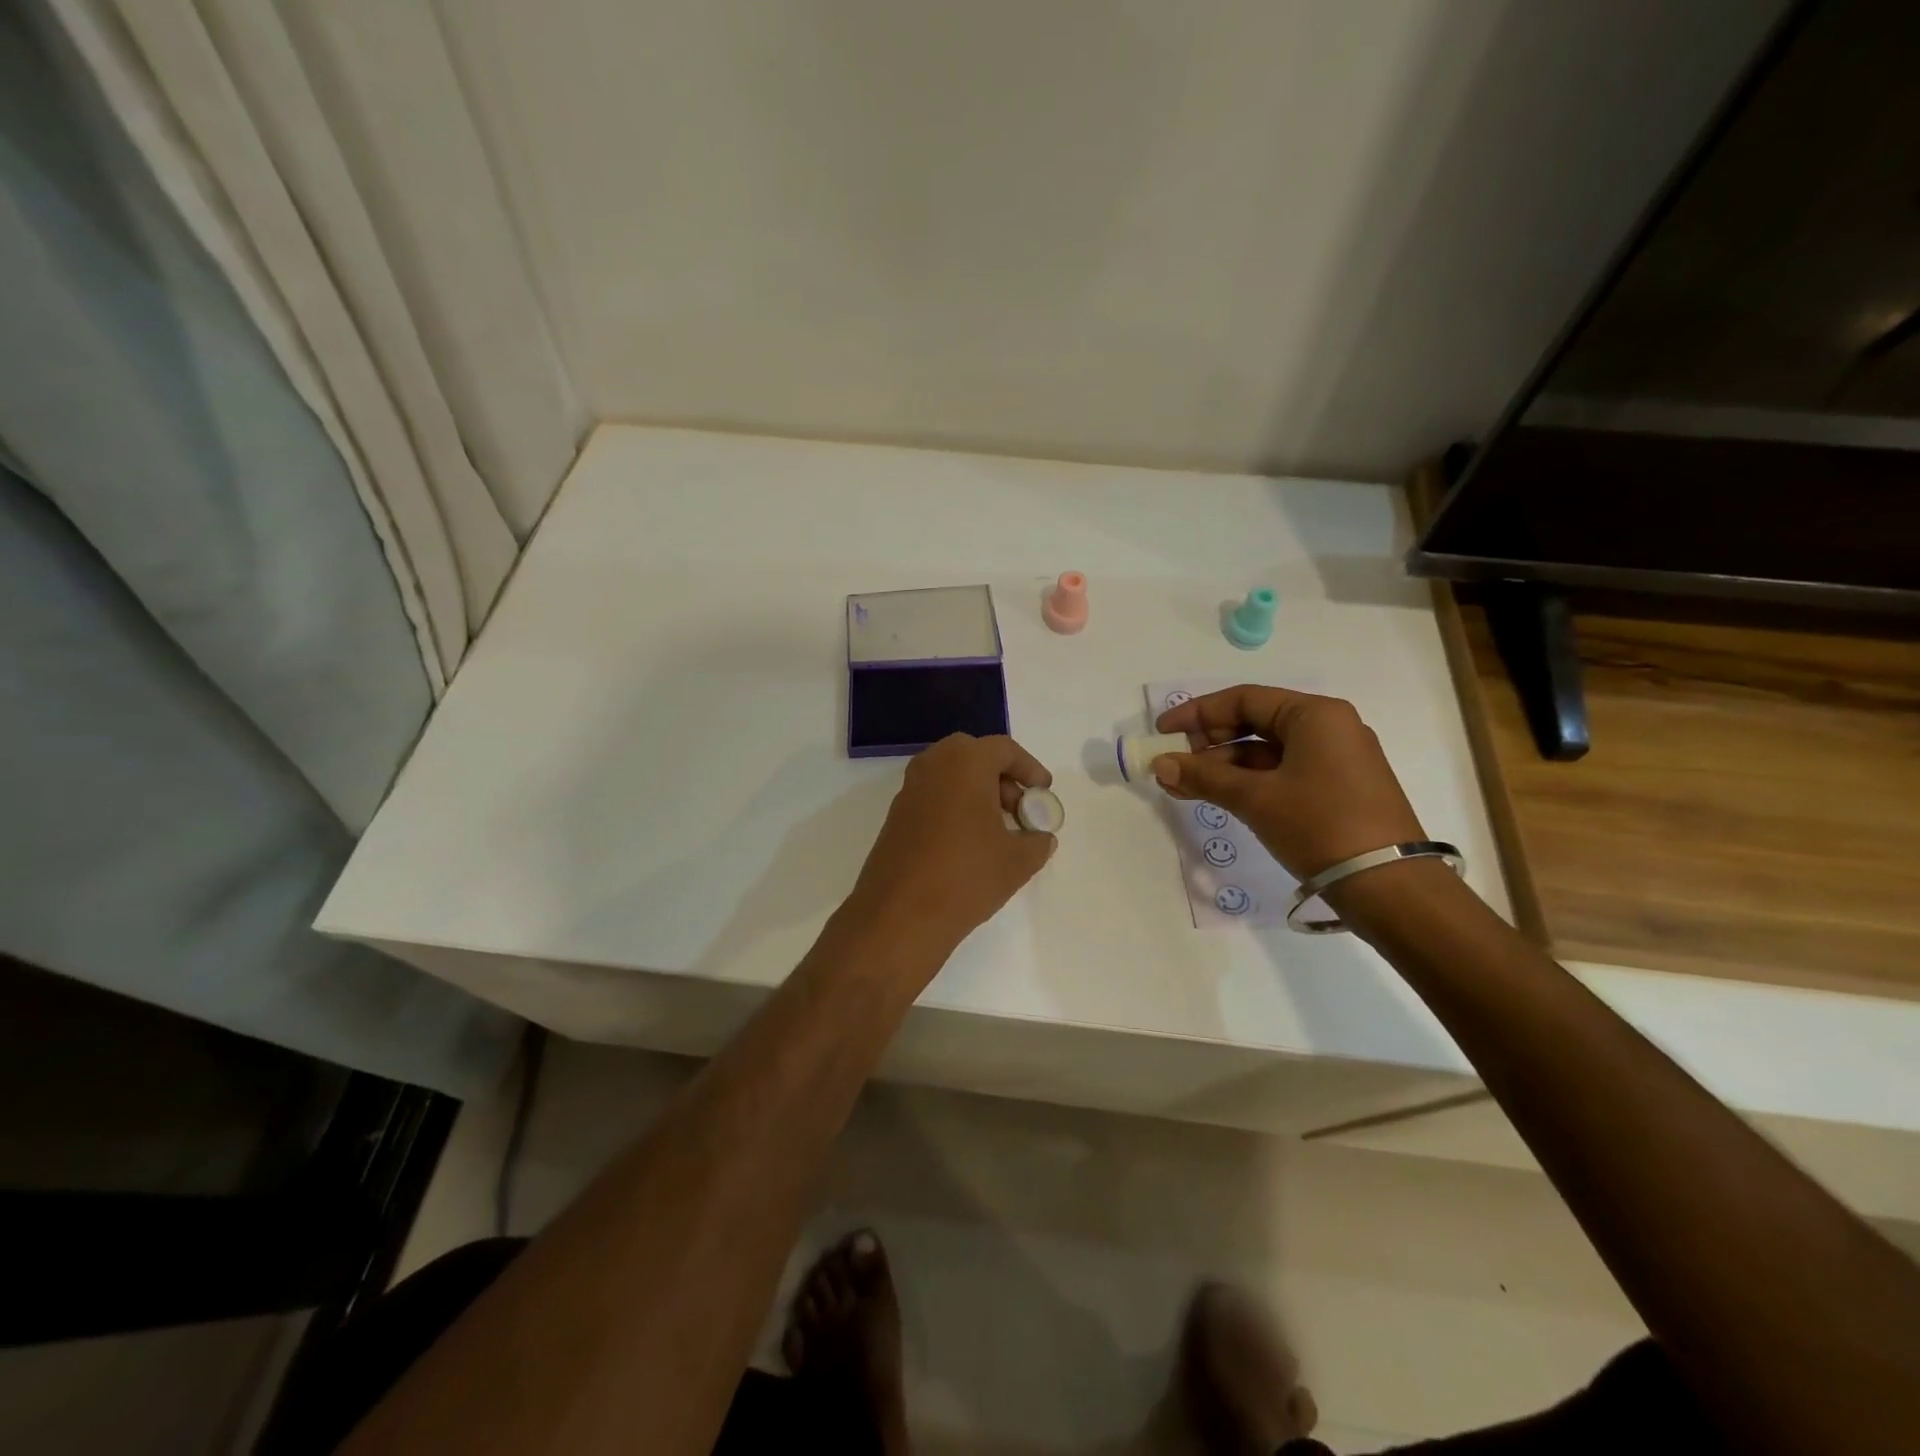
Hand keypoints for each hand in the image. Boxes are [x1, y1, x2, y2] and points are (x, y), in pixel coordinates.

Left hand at [847, 734, 1056, 950]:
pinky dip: (954, 807)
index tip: (1043, 792)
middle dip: (1000, 778)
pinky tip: (968, 844)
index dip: (1029, 768)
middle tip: (1019, 809)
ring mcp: (909, 790)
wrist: (900, 915)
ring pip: (950, 776)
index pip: (1004, 749)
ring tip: (997, 830)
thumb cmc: (966, 876)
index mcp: (965, 762)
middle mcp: (932, 766)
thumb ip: (1037, 842)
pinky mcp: (895, 816)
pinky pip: (933, 797)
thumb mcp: (1017, 861)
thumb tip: (1040, 838)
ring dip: (976, 792)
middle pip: (973, 756)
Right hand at [1150, 685, 1423, 878]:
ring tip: (1183, 788)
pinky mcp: (1337, 789)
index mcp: (1315, 715)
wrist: (1391, 888)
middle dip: (1208, 743)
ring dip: (1223, 767)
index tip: (1163, 733)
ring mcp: (1335, 760)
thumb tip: (1159, 764)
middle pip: (1254, 723)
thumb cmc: (1320, 826)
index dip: (1197, 714)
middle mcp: (1329, 728)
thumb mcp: (1256, 798)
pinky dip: (1247, 783)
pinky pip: (1281, 774)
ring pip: (1265, 752)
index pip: (1244, 700)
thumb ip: (1204, 776)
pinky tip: (1217, 797)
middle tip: (1174, 764)